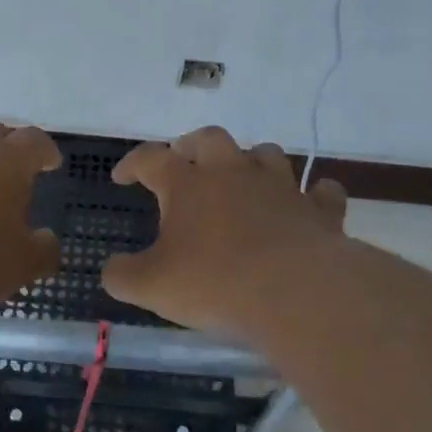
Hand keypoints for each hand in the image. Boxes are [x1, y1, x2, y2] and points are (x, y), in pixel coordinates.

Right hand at [101, 126, 347, 334]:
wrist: (296, 292)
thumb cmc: (215, 283)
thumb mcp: (151, 287)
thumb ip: (122, 275)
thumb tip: (112, 268)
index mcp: (187, 184)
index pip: (150, 158)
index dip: (132, 164)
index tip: (122, 177)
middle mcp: (232, 173)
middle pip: (209, 139)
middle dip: (192, 145)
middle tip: (183, 160)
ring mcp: (279, 187)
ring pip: (265, 154)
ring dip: (250, 160)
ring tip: (242, 177)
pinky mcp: (318, 210)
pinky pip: (320, 191)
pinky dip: (312, 194)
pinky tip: (306, 203)